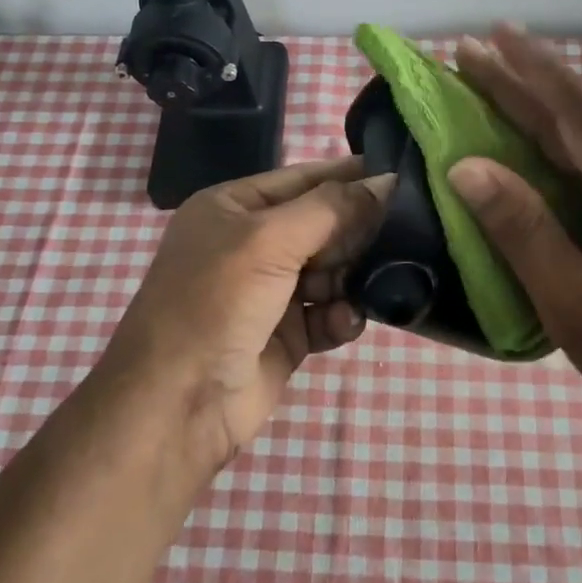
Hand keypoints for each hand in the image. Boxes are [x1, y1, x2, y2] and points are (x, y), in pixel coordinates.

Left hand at [101, 157, 390, 470]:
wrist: (177, 406)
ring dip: (353, 278)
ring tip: (374, 284)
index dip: (351, 177)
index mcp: (234, 208)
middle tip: (404, 236)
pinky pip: (329, 313)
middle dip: (358, 232)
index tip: (405, 177)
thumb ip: (332, 209)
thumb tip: (388, 181)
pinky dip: (341, 316)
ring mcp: (270, 291)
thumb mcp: (268, 241)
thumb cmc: (215, 303)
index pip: (304, 179)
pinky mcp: (287, 335)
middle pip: (324, 225)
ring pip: (333, 270)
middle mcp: (252, 244)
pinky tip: (344, 323)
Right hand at [449, 27, 581, 444]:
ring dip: (547, 107)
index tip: (490, 37)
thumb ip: (523, 230)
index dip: (531, 71)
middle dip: (529, 80)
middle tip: (474, 53)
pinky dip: (568, 140)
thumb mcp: (573, 305)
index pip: (581, 113)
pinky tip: (543, 140)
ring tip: (497, 85)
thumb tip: (467, 167)